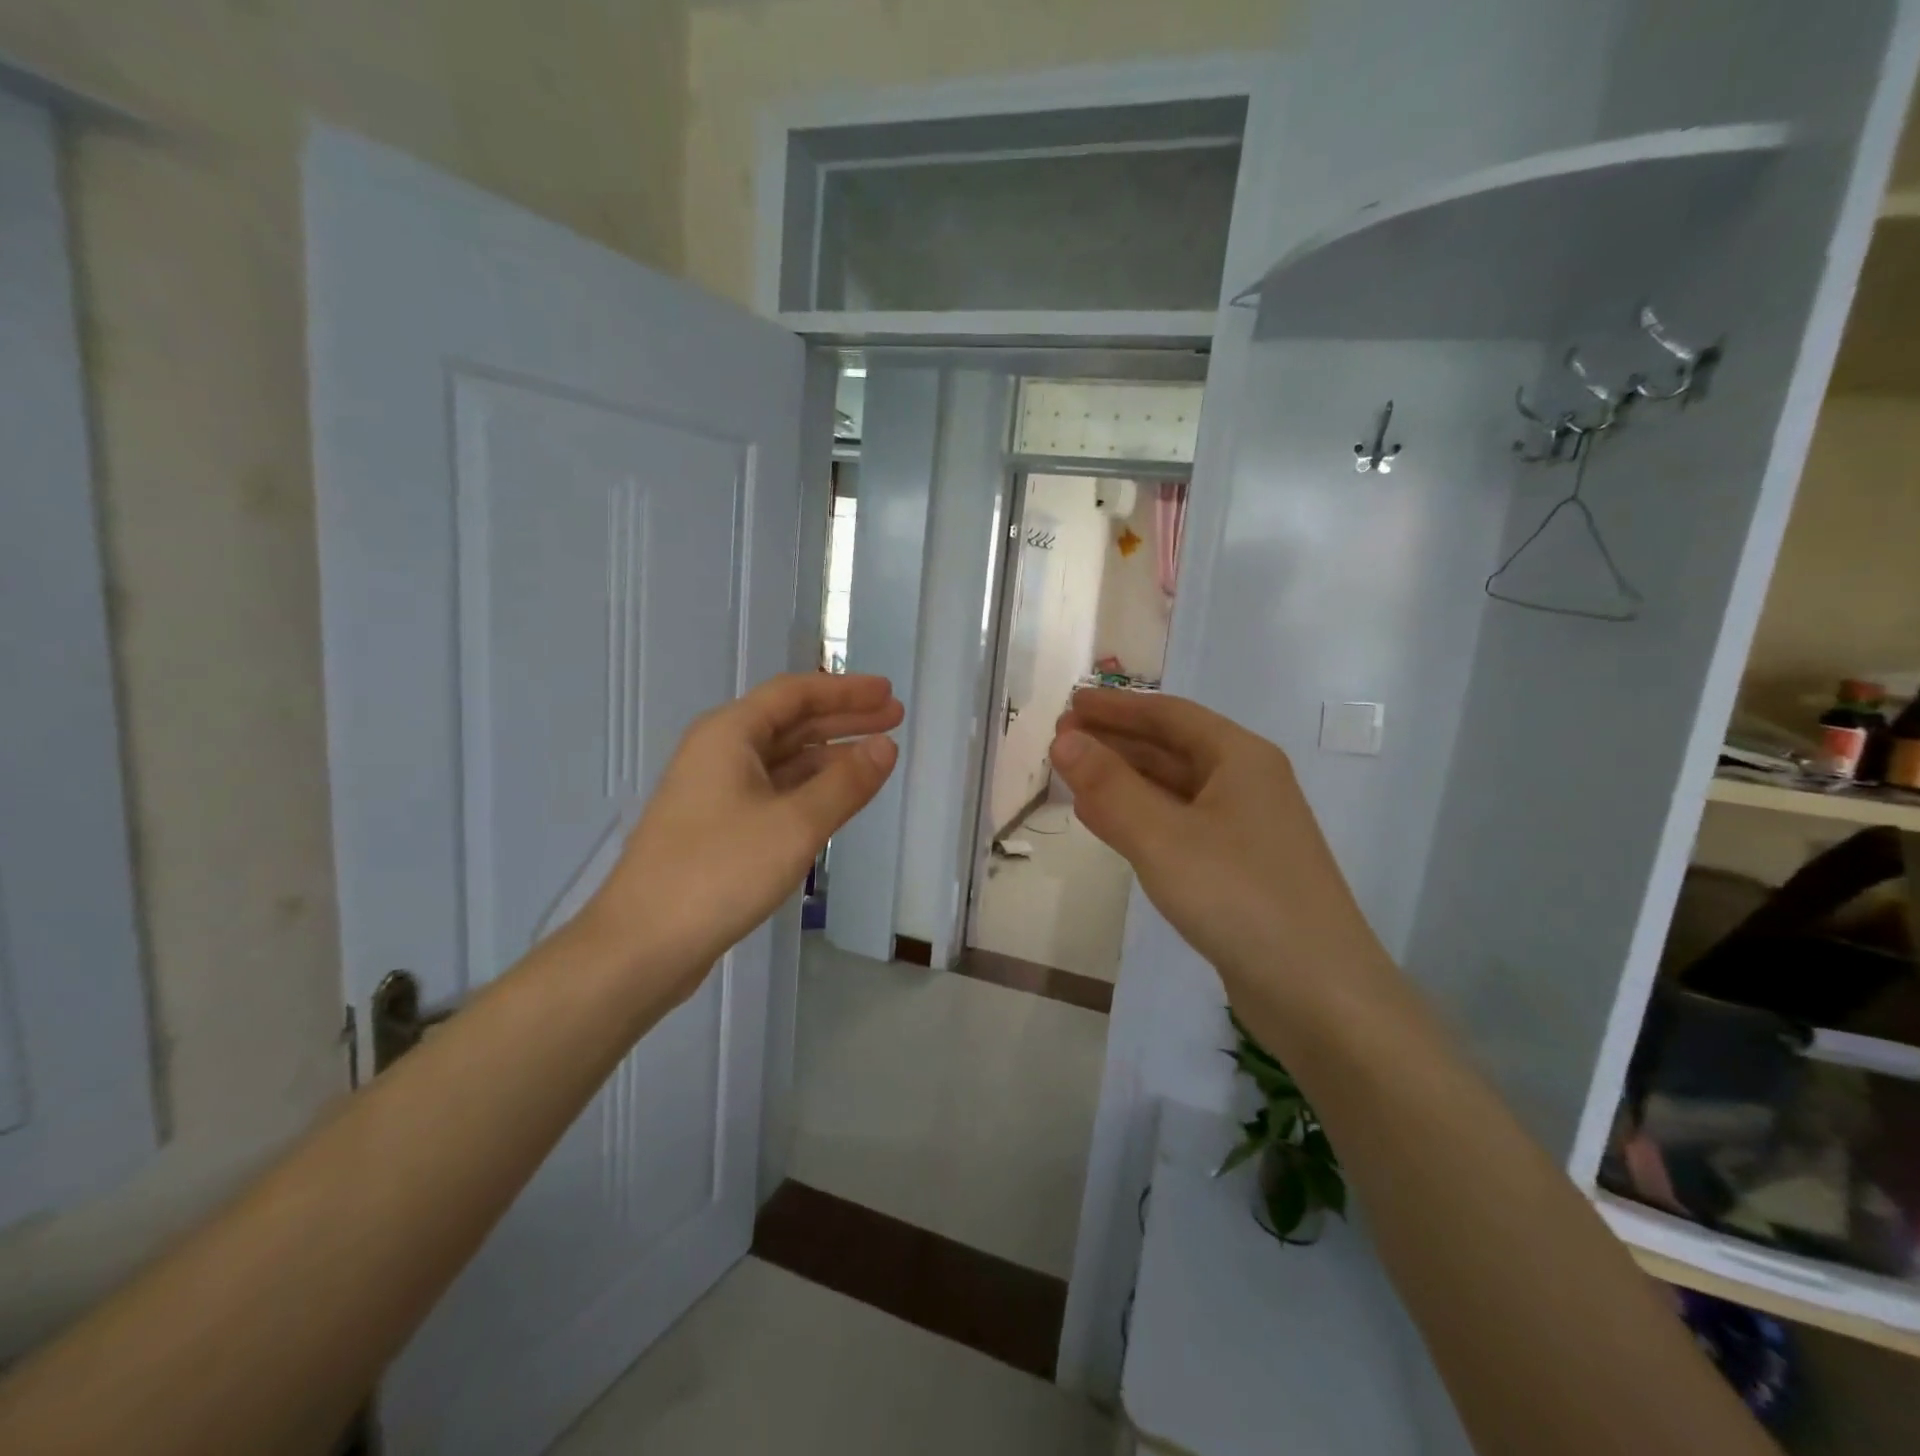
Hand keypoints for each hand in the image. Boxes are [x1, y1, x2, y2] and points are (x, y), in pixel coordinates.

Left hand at [583, 673, 901, 996]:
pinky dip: (808, 787)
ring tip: (877, 756)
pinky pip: (773, 790)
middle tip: (894, 718)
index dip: (846, 691)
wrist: (642, 945)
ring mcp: (715, 791)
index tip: (888, 693)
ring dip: (829, 754)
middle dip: (843, 719)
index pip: (795, 694)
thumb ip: (846, 783)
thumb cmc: (719, 872)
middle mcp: (719, 753)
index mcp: (729, 734)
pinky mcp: (717, 827)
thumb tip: (886, 746)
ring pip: (782, 759)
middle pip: (790, 722)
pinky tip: (836, 799)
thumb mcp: (795, 825)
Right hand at [1050, 690, 1391, 1013]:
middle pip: (1171, 748)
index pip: (1169, 715)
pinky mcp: (1236, 869)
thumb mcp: (1163, 836)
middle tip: (1061, 739)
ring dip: (1123, 779)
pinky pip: (1177, 826)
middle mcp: (1246, 784)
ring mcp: (1244, 829)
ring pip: (1172, 789)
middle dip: (1115, 741)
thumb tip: (1064, 740)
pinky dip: (1138, 817)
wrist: (1318, 992)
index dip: (1117, 706)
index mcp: (1240, 758)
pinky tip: (1105, 822)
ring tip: (1073, 774)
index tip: (1071, 704)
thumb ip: (1109, 786)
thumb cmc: (1239, 897)